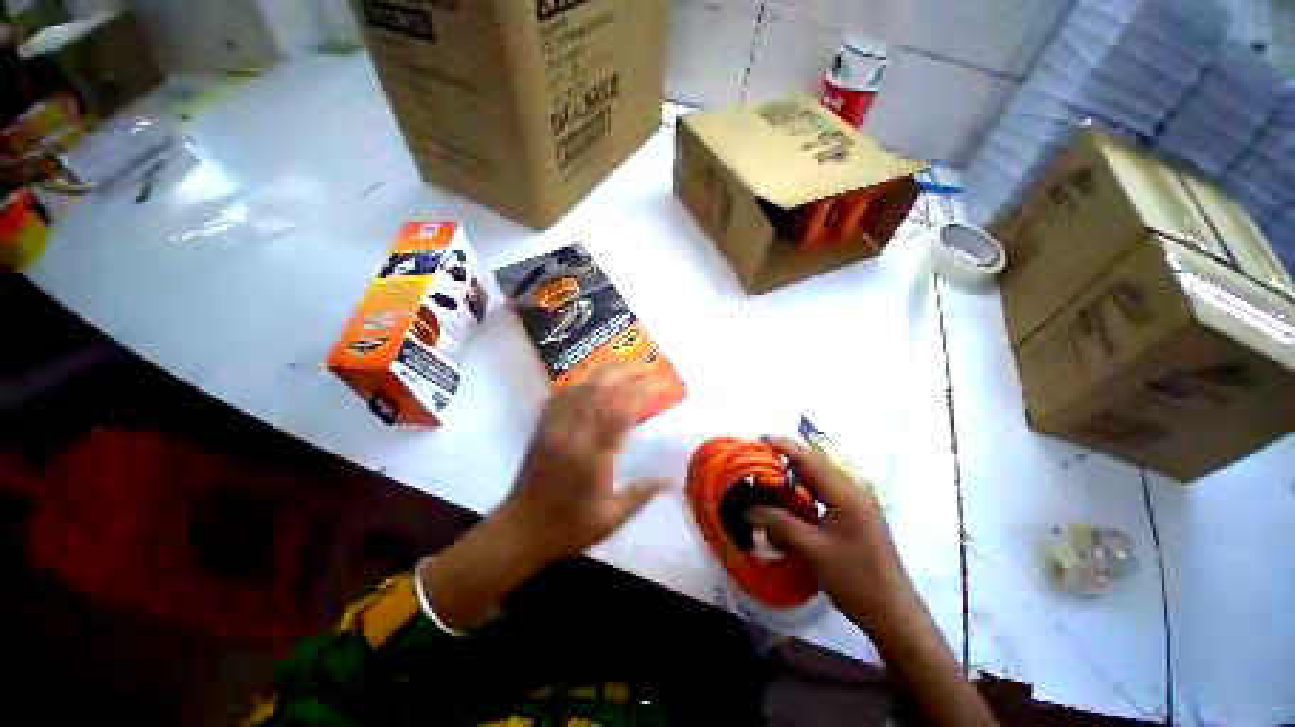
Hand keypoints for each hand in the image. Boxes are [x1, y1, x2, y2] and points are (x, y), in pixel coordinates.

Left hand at [494, 365, 668, 566]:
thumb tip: (671, 478)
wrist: (519, 531)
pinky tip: (591, 376)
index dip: (643, 392)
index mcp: (592, 457)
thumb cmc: (569, 528)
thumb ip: (642, 494)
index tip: (662, 384)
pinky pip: (561, 394)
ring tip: (623, 363)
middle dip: (624, 372)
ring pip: (580, 387)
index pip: (622, 412)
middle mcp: (573, 435)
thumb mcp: (611, 518)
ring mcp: (554, 428)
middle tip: (645, 365)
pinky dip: (579, 380)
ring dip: (603, 371)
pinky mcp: (542, 428)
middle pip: (600, 391)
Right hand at [746, 437, 919, 637]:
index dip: (785, 447)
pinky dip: (805, 495)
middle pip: (815, 467)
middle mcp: (853, 493)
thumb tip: (748, 510)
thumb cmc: (856, 581)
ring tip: (768, 479)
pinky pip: (825, 496)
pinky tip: (789, 504)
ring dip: (795, 478)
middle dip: (787, 460)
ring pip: (820, 482)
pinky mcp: (855, 518)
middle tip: (758, 461)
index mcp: (847, 495)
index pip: (811, 461)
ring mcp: (856, 506)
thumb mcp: (814, 551)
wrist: (894, 616)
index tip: (760, 439)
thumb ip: (780, 525)